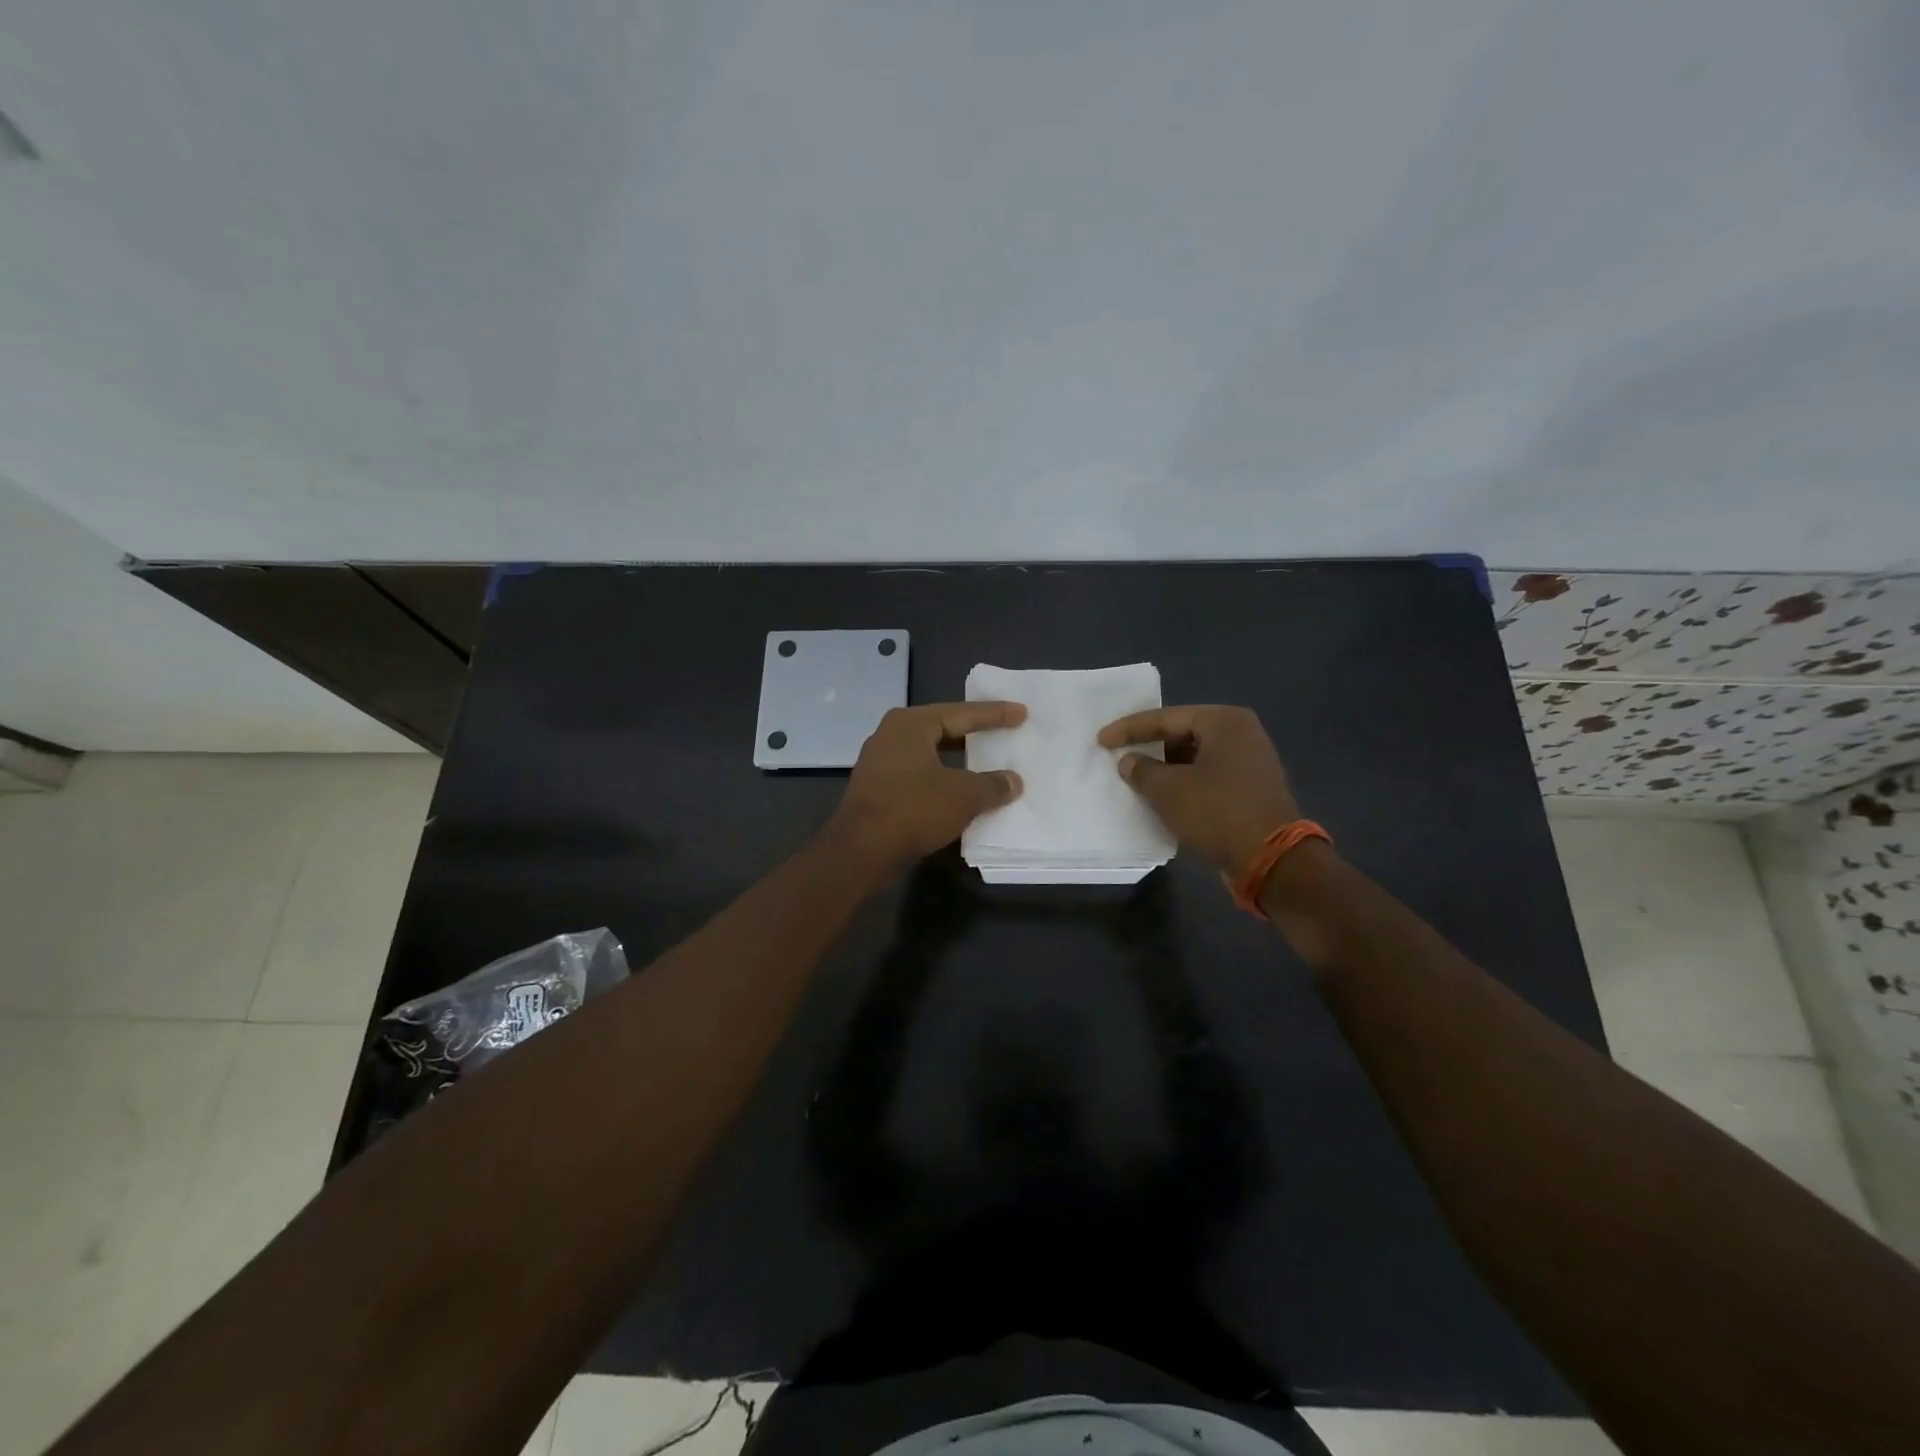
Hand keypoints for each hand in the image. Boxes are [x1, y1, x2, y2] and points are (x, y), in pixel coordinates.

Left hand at [826, 701, 1026, 877]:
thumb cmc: (913, 810)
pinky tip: (961, 791)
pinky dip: (943, 780)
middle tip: (1004, 731)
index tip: (1021, 712)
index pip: (962, 713)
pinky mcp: (878, 789)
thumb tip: (1013, 781)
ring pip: (930, 754)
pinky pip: (920, 776)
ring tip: (987, 761)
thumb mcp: (963, 796)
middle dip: (974, 733)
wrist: (860, 852)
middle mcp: (891, 735)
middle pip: (943, 729)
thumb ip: (992, 785)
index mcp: (910, 724)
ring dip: (959, 761)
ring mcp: (881, 763)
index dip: (995, 714)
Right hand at [1097, 705, 1301, 875]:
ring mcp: (1252, 761)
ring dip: (1168, 767)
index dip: (1129, 729)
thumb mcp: (1168, 790)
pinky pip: (1210, 775)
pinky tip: (1167, 796)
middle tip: (1120, 755)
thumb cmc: (1217, 813)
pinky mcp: (1253, 787)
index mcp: (1224, 721)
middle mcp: (1242, 733)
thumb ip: (1141, 770)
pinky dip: (1186, 782)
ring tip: (1139, 778)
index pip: (1165, 718)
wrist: (1273, 860)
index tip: (1101, 740)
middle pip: (1183, 733)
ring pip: (1196, 756)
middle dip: (1151, 746)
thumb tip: (1130, 761)